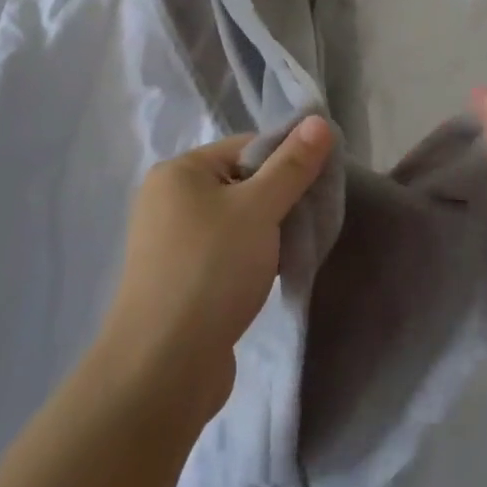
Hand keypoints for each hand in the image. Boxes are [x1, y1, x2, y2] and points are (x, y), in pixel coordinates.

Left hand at [98, 117, 333, 423]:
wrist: (164, 366)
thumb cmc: (211, 270)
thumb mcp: (258, 208)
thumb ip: (292, 165)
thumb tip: (318, 120)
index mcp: (179, 171)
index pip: (246, 147)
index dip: (288, 160)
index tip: (323, 185)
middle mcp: (168, 199)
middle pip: (241, 183)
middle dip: (280, 201)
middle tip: (314, 221)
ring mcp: (171, 243)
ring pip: (236, 222)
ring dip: (268, 234)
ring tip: (296, 252)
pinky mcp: (180, 280)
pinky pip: (225, 254)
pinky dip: (251, 260)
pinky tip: (272, 278)